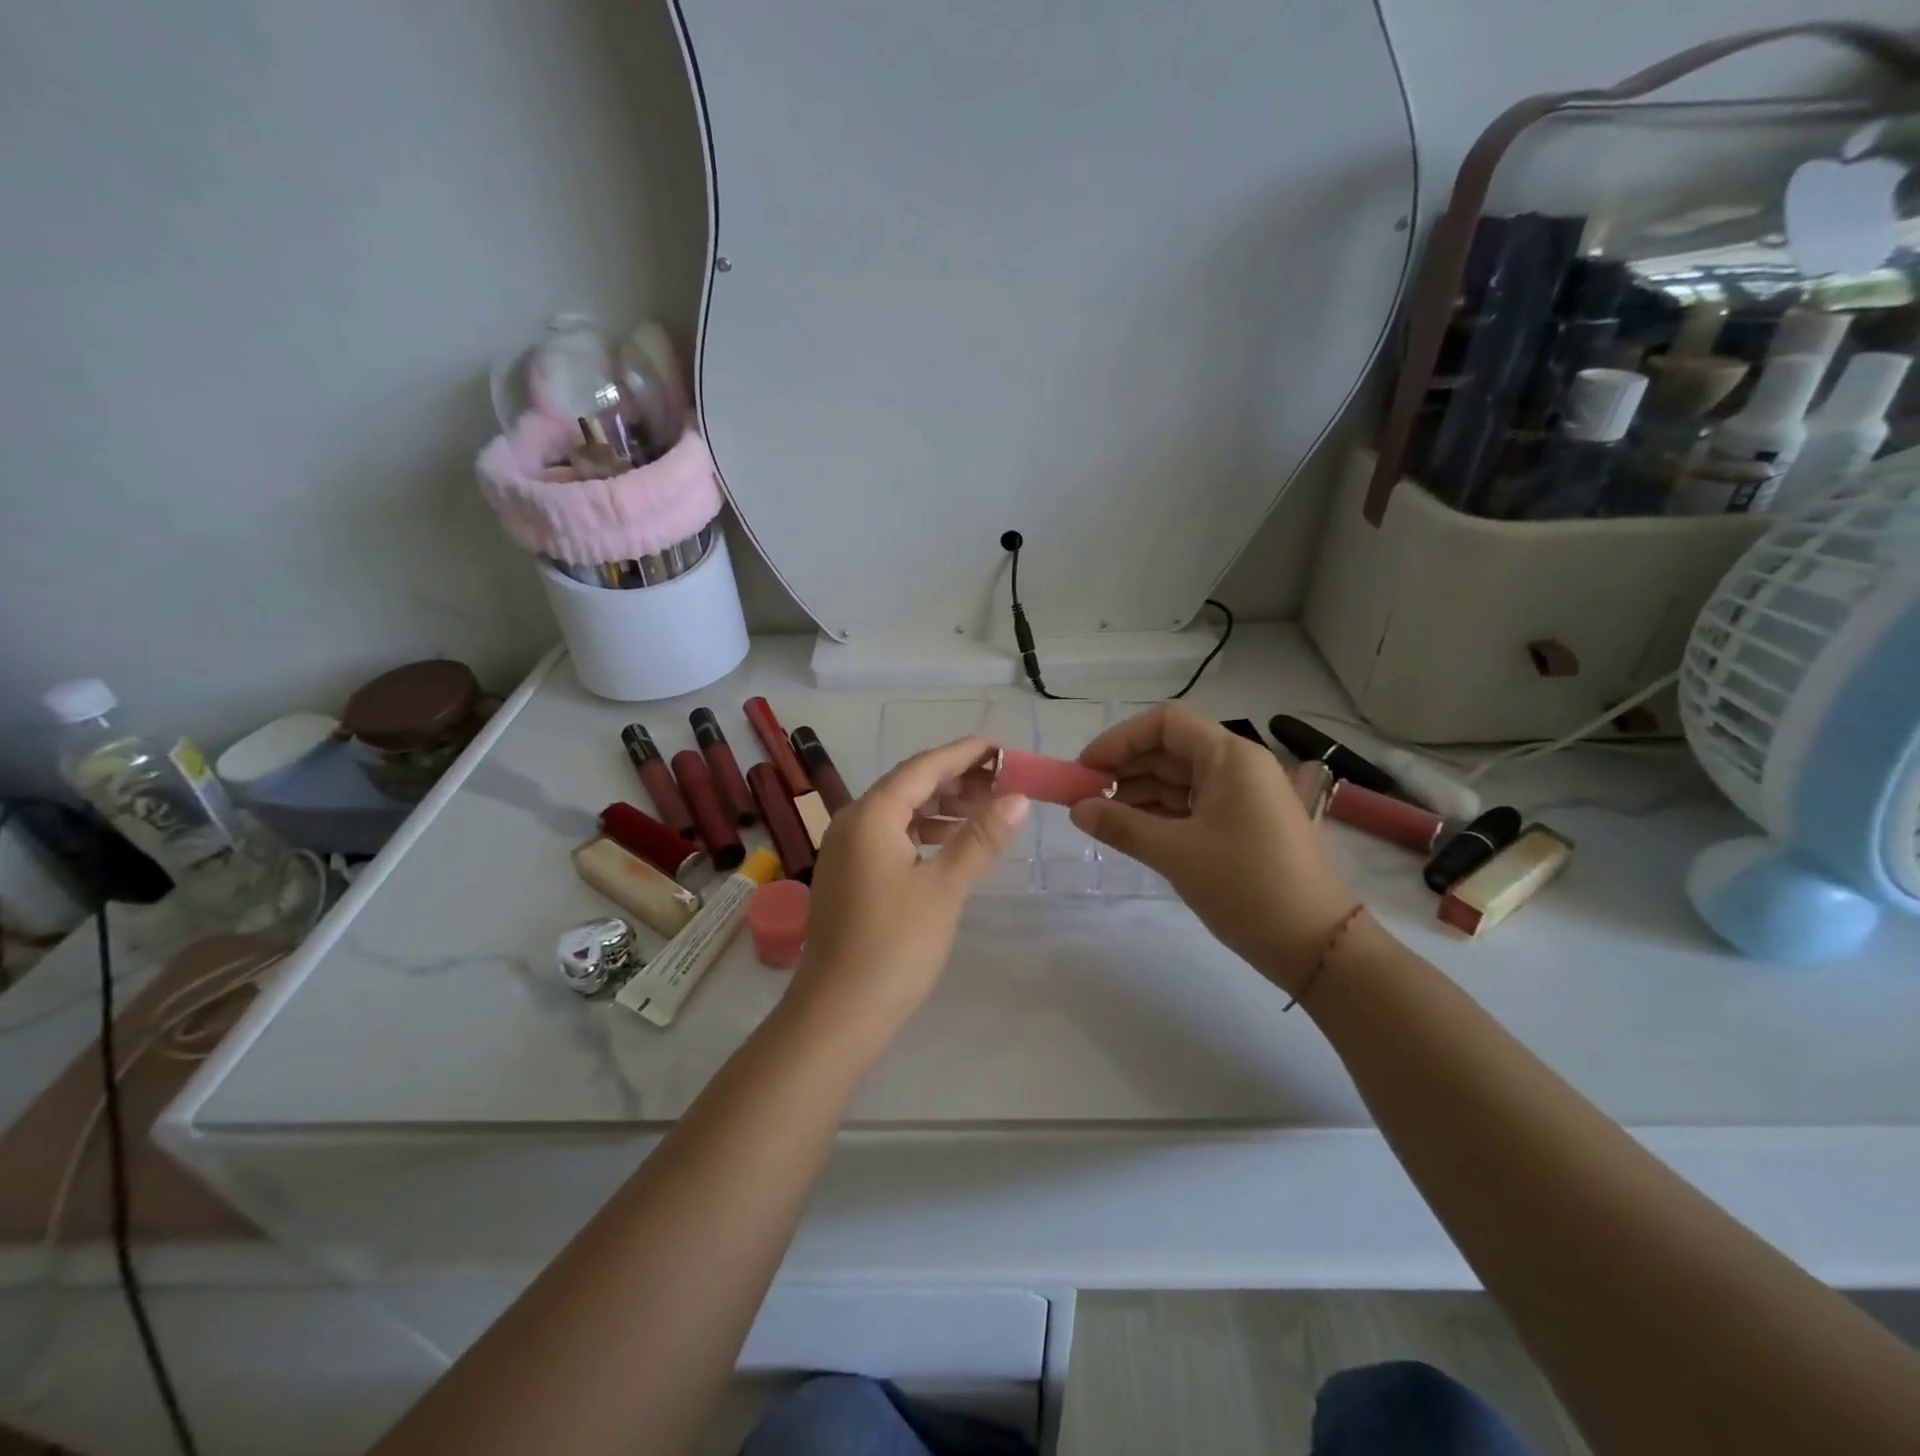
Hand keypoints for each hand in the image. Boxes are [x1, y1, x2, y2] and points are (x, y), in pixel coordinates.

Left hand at [789, 737, 1030, 1049]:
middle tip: (1003, 781)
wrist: (838, 1013)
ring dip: (941, 806)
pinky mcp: (849, 874)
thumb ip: (981, 839)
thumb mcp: (945, 888)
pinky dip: (923, 832)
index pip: (924, 767)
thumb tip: (1018, 798)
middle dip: (956, 779)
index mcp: (871, 815)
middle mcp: (852, 822)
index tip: (1002, 747)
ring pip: (900, 811)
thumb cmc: (895, 946)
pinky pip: (890, 836)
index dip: (964, 754)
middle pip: (909, 785)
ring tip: (986, 810)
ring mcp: (846, 849)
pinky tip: (950, 843)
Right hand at [1070, 705, 1356, 992]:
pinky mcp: (1244, 825)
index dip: (1120, 739)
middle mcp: (1239, 767)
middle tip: (1083, 796)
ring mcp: (1244, 797)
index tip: (1086, 768)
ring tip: (1099, 817)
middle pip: (1171, 749)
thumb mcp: (1176, 853)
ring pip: (1179, 780)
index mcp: (1230, 757)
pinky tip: (1131, 830)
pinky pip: (1193, 805)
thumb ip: (1120, 826)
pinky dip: (1160, 814)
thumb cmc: (1246, 886)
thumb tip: (1076, 809)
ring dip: (1138, 793)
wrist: (1318, 945)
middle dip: (1124, 768)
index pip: (1165, 723)